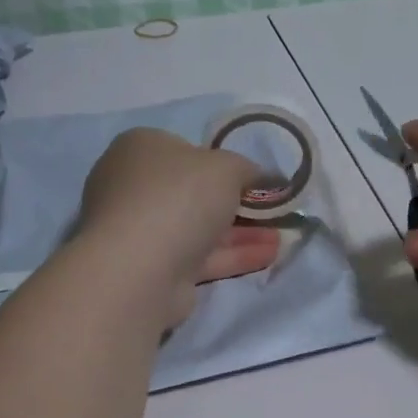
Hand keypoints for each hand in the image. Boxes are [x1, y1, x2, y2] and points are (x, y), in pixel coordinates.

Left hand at [77, 128, 279, 325]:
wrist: (139, 268)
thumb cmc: (179, 198)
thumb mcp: (226, 167)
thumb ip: (249, 169)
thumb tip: (266, 177)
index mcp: (140, 149)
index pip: (185, 150)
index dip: (222, 162)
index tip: (255, 177)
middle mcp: (134, 187)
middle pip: (194, 192)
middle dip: (238, 202)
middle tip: (273, 209)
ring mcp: (142, 232)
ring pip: (200, 228)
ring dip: (242, 232)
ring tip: (284, 236)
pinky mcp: (154, 269)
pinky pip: (201, 257)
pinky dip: (234, 254)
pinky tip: (269, 255)